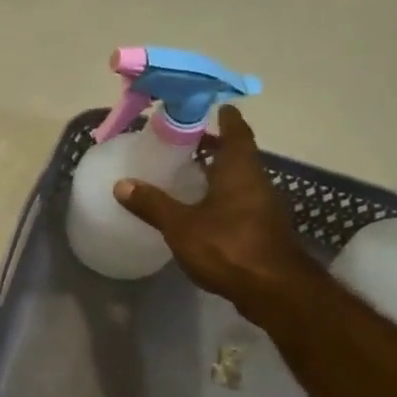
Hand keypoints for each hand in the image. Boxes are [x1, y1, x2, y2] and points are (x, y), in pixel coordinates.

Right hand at [115, 106, 322, 324]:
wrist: (274, 290)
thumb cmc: (228, 246)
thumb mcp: (181, 225)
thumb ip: (152, 204)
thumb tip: (122, 184)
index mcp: (239, 170)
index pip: (237, 131)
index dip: (226, 118)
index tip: (213, 107)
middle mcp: (257, 182)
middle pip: (238, 156)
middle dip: (215, 147)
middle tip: (188, 143)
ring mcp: (264, 208)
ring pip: (240, 181)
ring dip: (219, 174)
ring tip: (189, 176)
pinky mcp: (263, 231)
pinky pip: (241, 203)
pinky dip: (223, 198)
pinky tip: (203, 211)